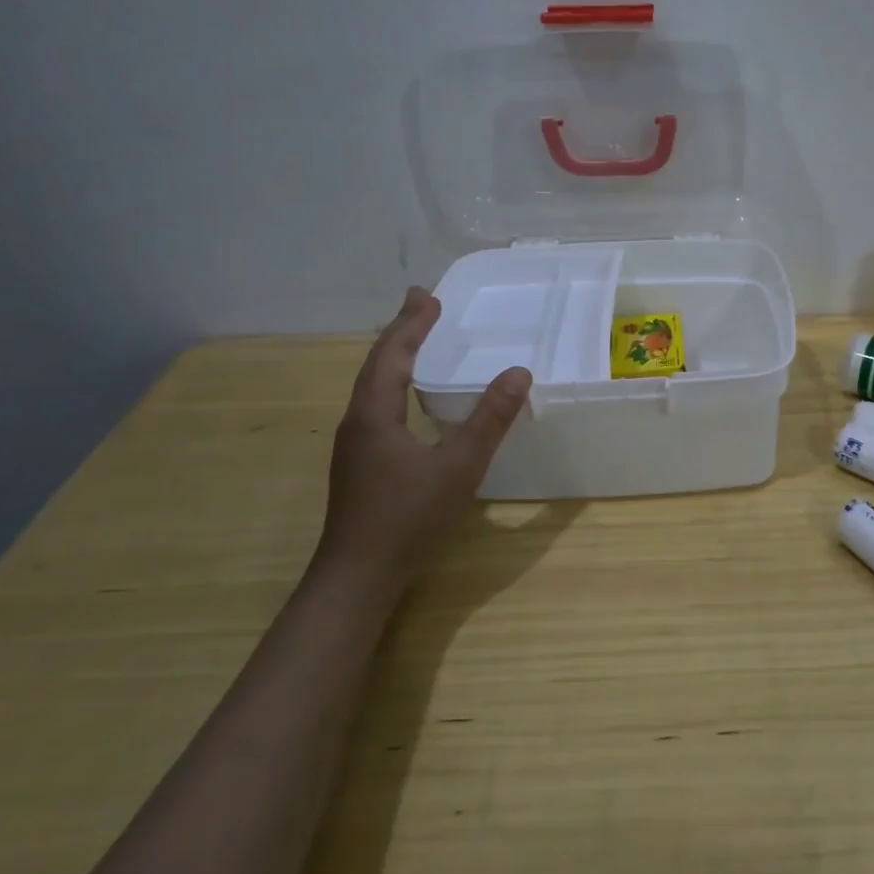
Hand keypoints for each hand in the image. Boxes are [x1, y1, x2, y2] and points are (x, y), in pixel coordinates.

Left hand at [317, 286, 530, 603]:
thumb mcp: (459, 467)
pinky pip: (376, 404)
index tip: (430, 296)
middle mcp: (357, 421)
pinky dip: (394, 382)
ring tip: (416, 338)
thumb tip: (518, 373)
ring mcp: (354, 444)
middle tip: (422, 304)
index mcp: (374, 414)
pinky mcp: (360, 462)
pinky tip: (409, 396)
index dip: (412, 324)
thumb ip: (489, 420)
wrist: (357, 577)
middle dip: (400, 331)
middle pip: (377, 364)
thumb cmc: (407, 518)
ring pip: (373, 385)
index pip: (392, 354)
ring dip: (395, 356)